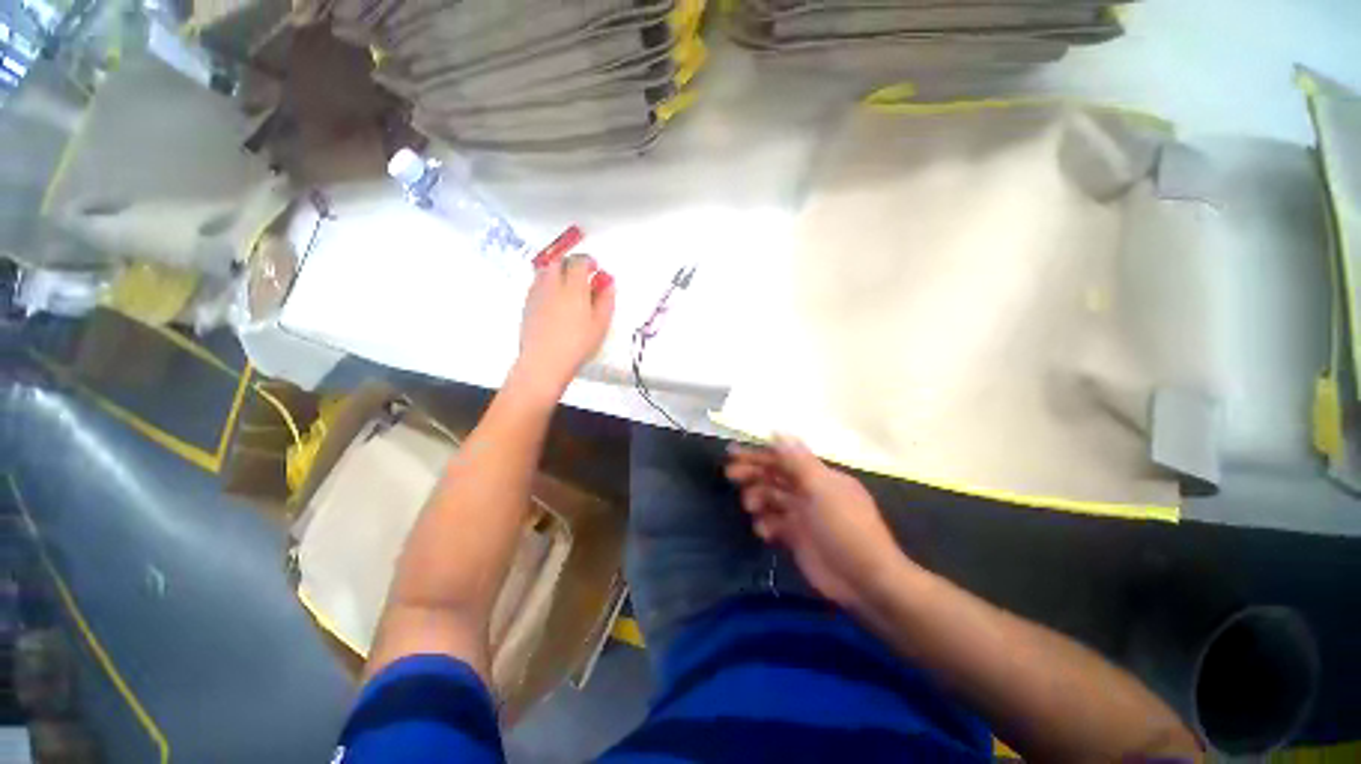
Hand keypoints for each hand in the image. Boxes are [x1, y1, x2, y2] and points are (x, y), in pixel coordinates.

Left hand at [512, 254, 614, 397]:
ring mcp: (537, 294)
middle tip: (582, 273)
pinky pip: (536, 284)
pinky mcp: (527, 304)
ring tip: (567, 283)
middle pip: (559, 262)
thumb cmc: (575, 345)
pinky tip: (554, 297)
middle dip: (571, 263)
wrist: (545, 362)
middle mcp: (552, 285)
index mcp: (574, 288)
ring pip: (545, 270)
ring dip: (557, 271)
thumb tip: (608, 283)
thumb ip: (606, 300)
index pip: (579, 262)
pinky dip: (546, 283)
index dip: (588, 261)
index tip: (595, 267)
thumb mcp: (601, 324)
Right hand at [725, 435, 909, 609]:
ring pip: (771, 499)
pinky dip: (765, 524)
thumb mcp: (822, 489)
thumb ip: (798, 461)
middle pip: (774, 476)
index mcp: (819, 476)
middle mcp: (809, 492)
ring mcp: (803, 515)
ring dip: (757, 498)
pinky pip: (774, 524)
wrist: (865, 582)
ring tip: (750, 507)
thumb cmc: (845, 528)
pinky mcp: (797, 538)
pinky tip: (764, 532)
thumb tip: (778, 431)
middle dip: (752, 473)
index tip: (733, 453)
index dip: (759, 455)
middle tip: (731, 475)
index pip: (783, 459)